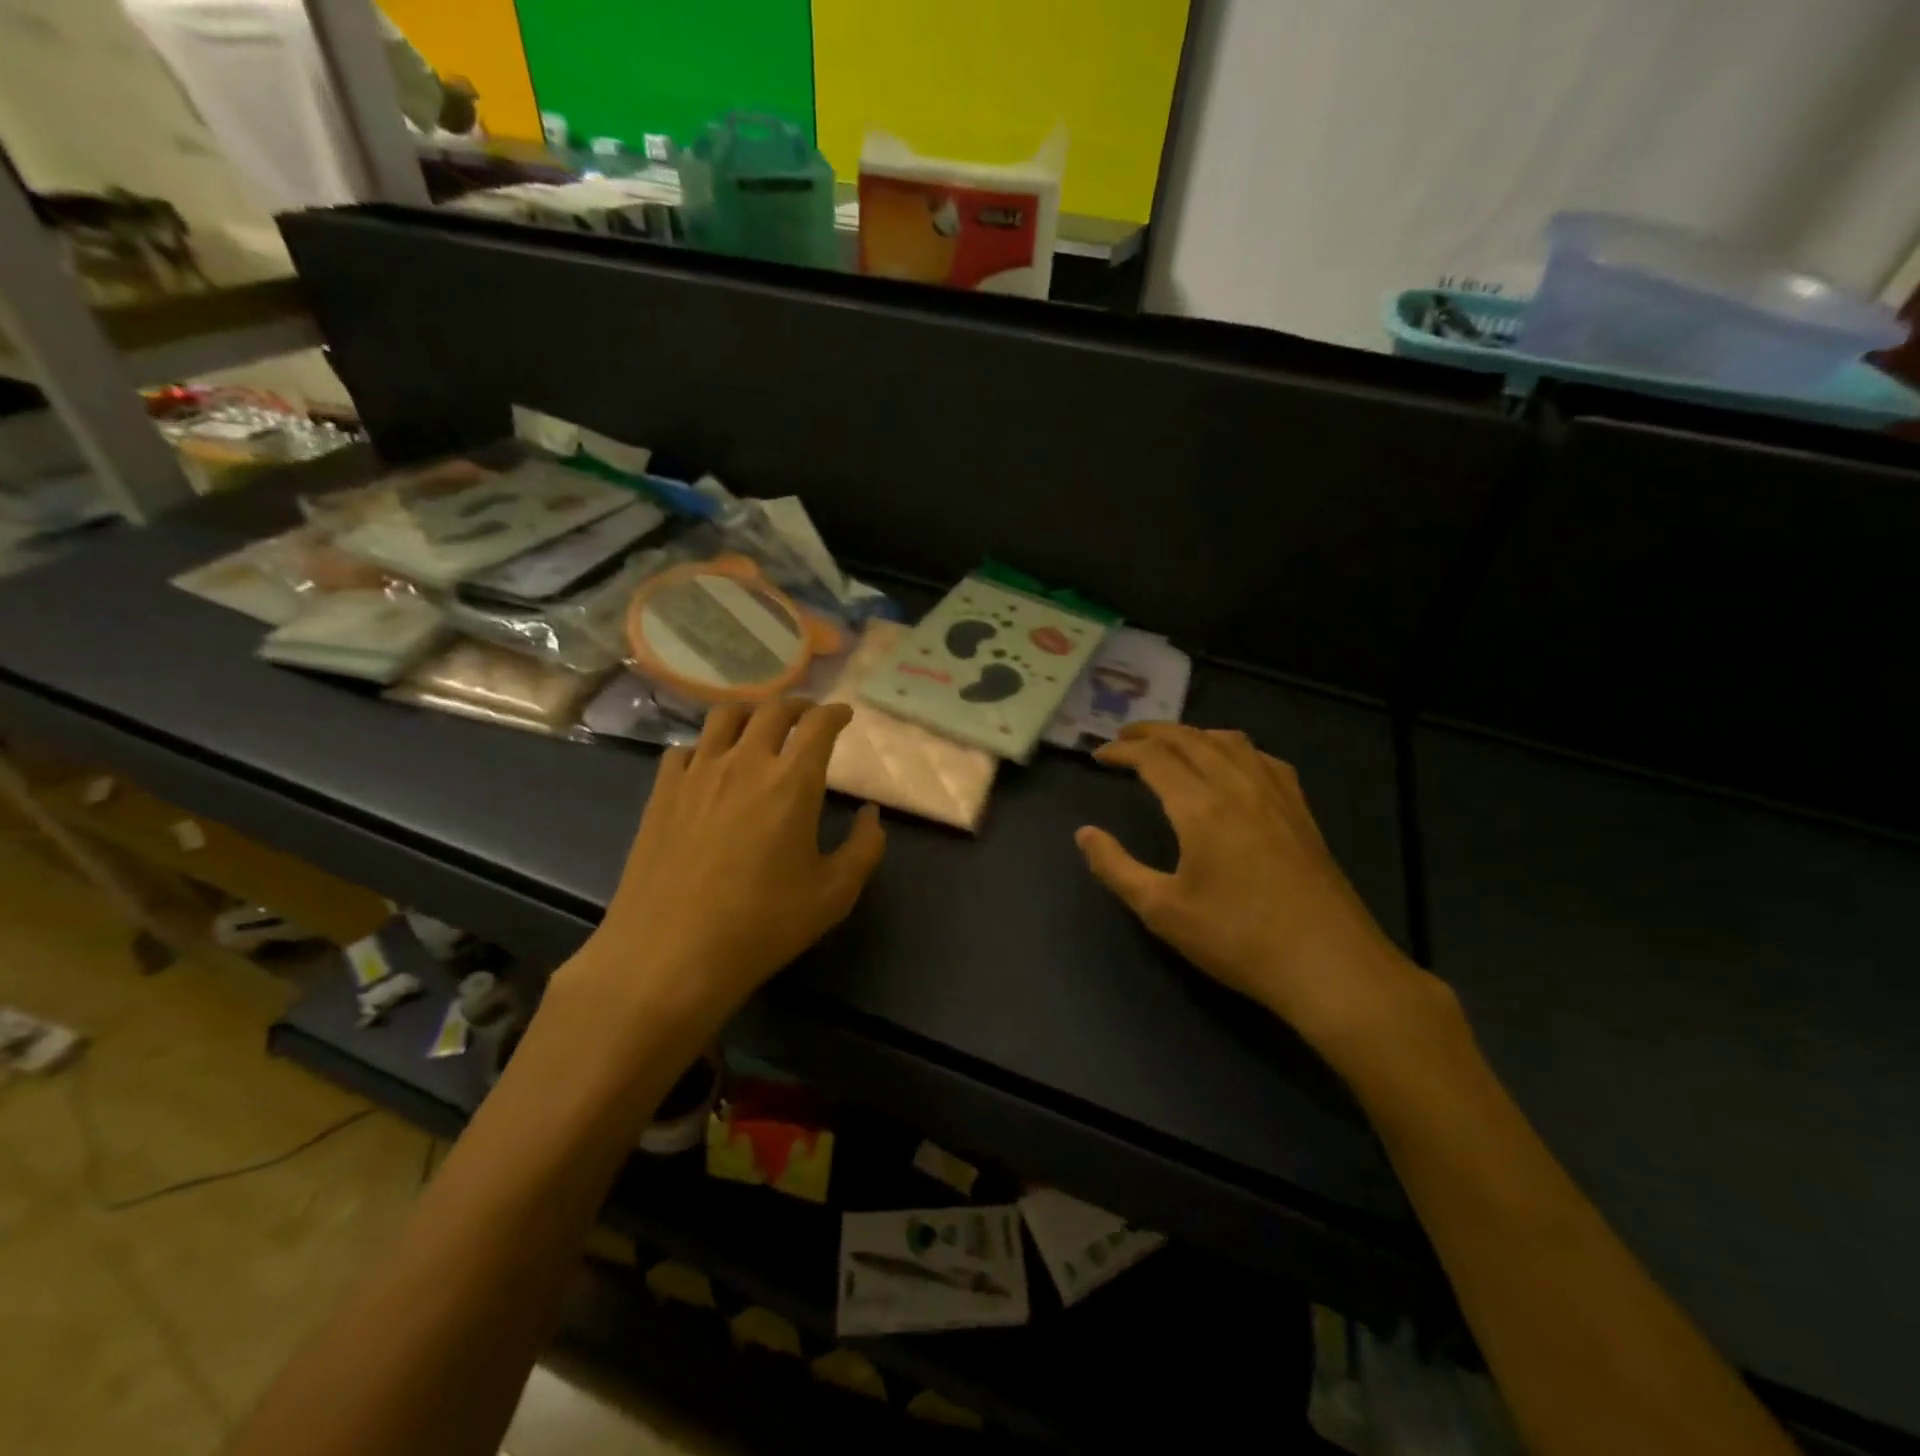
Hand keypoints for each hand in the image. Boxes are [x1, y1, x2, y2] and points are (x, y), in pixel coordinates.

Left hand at [561, 699, 885, 1040]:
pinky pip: (685, 749)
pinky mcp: (661, 792)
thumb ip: (864, 847)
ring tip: (759, 729)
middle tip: (807, 717)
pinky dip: (705, 747)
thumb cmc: (762, 925)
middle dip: (797, 706)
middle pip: (772, 710)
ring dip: (750, 714)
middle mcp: (745, 762)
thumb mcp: (834, 894)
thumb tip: (871, 815)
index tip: (844, 715)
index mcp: (792, 781)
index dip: (835, 713)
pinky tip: (709, 767)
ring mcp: (697, 773)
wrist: (671, 954)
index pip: (818, 725)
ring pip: (724, 717)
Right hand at [1076, 723, 1443, 1060]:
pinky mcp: (1300, 810)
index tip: (1098, 756)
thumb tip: (1084, 834)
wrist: (1328, 964)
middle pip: (1190, 738)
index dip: (1121, 751)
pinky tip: (1231, 764)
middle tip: (1123, 737)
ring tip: (1169, 744)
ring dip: (1191, 733)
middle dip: (1151, 731)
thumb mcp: (1162, 911)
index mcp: (1201, 807)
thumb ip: (1116, 867)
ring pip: (1229, 741)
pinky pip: (1262, 758)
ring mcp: (1275, 794)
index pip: (1153, 758)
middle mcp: (1238, 786)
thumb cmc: (1237, 939)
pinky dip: (1233, 748)